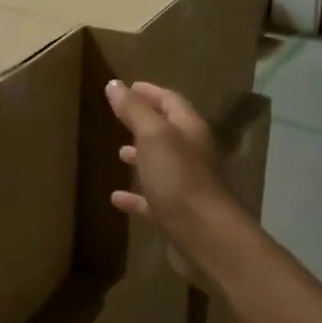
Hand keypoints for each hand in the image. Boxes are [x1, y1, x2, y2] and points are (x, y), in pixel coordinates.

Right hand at [106, 80, 242, 278]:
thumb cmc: (179, 178)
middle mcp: (191, 154)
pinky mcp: (178, 214)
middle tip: (120, 117)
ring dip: (141, 156)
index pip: (170, 101)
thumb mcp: (153, 136)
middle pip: (167, 131)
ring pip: (161, 164)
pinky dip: (135, 195)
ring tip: (119, 153)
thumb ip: (134, 110)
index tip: (127, 87)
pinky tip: (116, 198)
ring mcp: (186, 185)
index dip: (149, 92)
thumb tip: (115, 84)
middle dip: (144, 122)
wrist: (206, 238)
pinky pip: (152, 198)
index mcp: (189, 130)